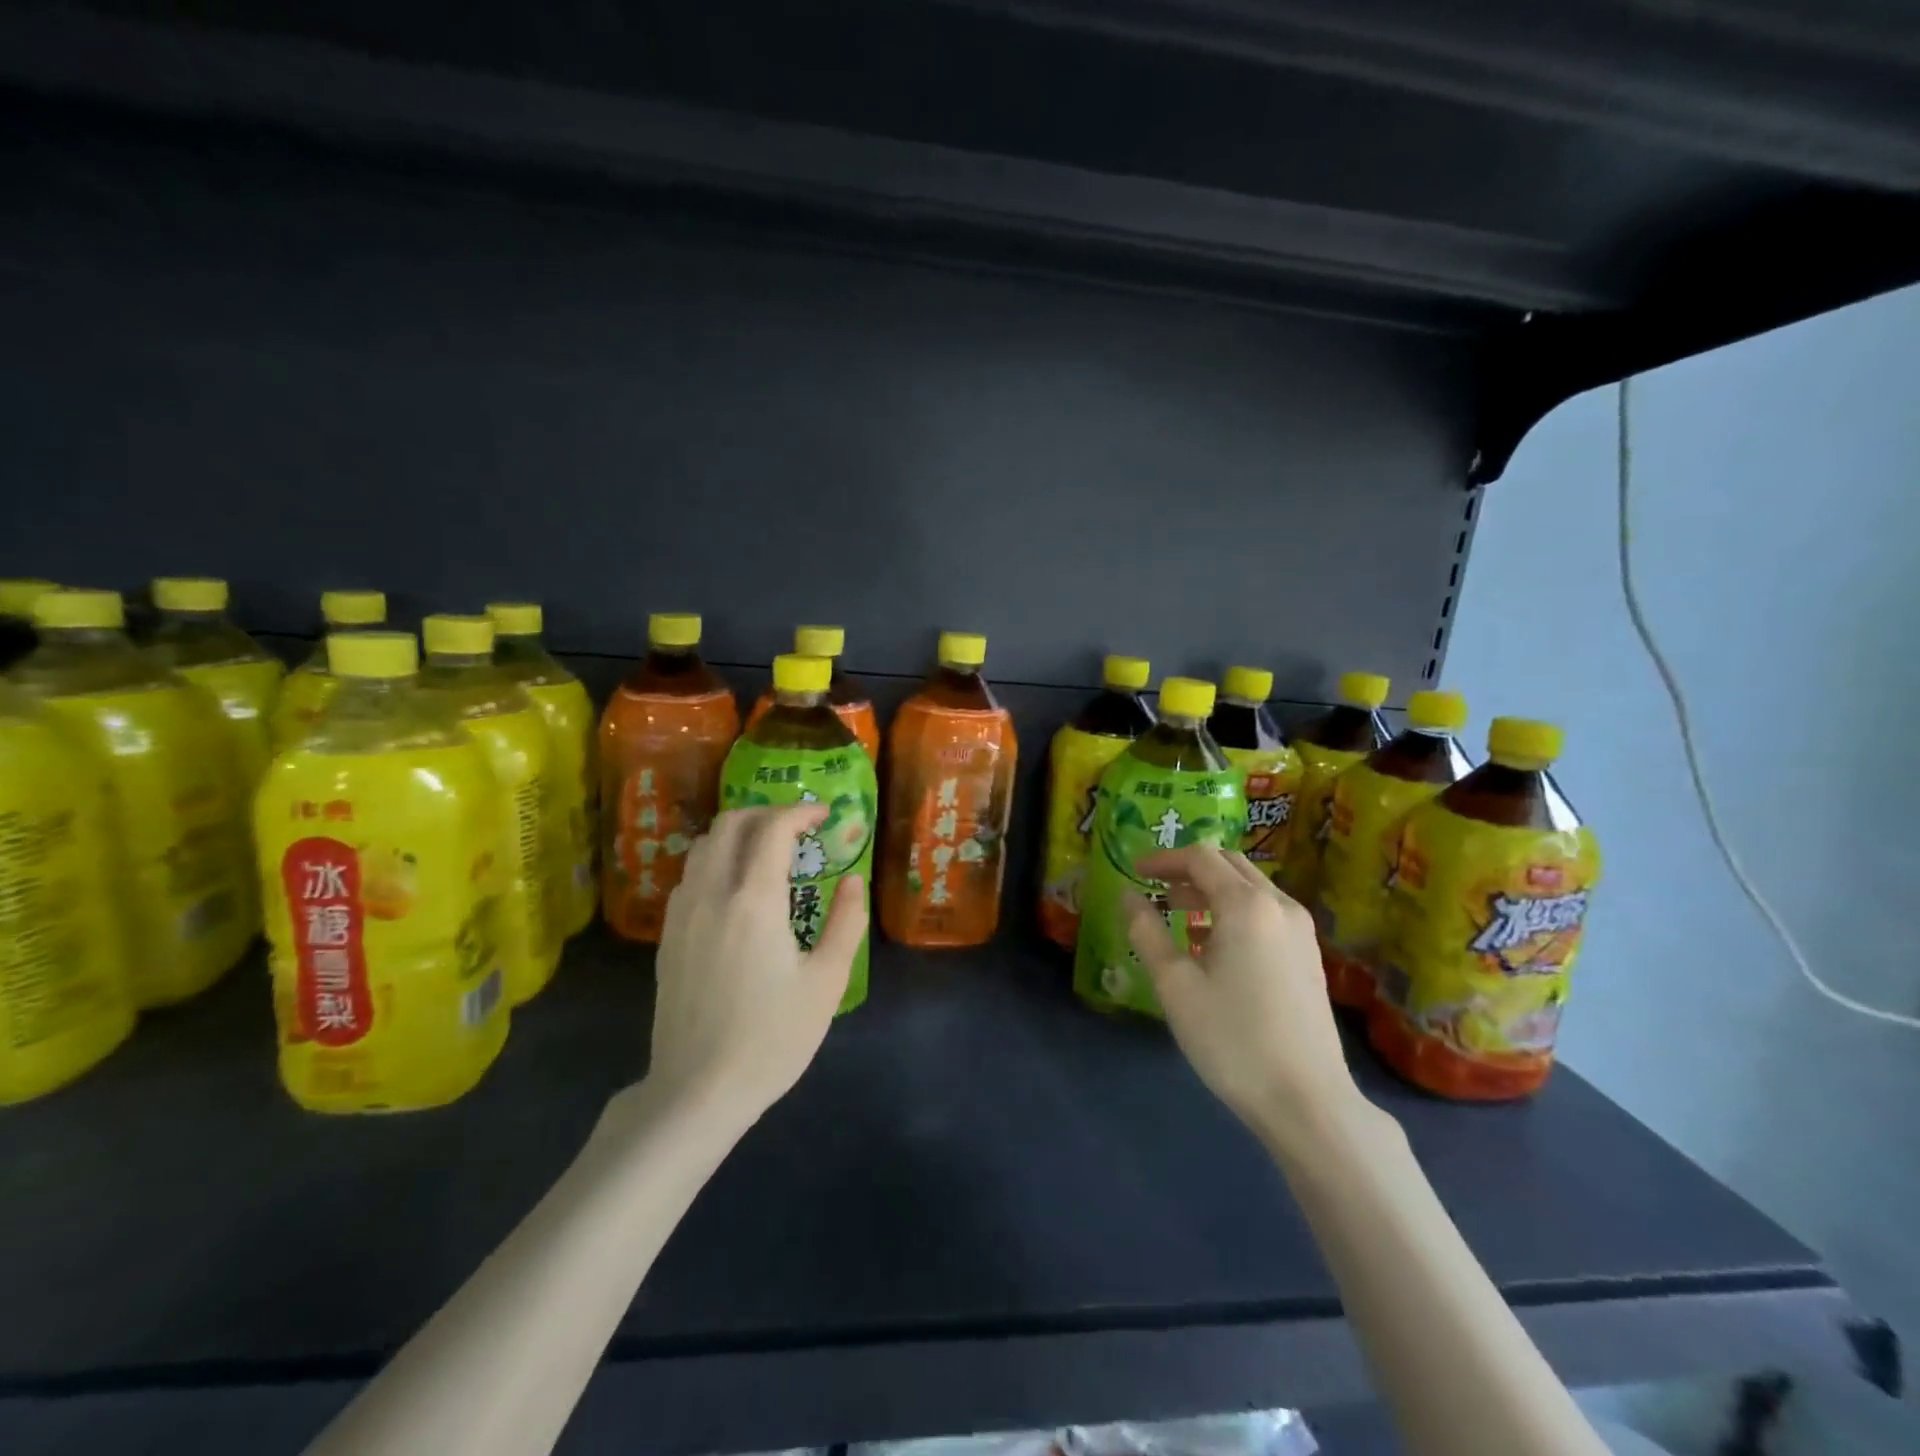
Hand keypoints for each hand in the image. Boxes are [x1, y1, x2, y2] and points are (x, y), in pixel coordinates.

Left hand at [644, 805, 865, 1132]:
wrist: (697, 1090)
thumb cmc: (772, 1038)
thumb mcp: (826, 982)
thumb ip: (845, 922)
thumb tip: (853, 881)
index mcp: (754, 901)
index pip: (773, 828)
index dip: (801, 811)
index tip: (825, 815)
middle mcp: (711, 894)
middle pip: (730, 823)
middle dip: (767, 813)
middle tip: (798, 828)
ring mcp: (682, 913)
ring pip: (704, 846)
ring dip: (738, 834)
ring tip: (768, 852)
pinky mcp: (668, 935)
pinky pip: (690, 875)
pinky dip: (716, 860)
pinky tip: (735, 889)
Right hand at [1126, 847, 1360, 1139]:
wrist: (1308, 1101)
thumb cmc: (1232, 1039)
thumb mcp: (1175, 985)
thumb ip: (1146, 931)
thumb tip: (1128, 896)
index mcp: (1246, 905)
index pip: (1200, 858)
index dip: (1163, 859)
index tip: (1134, 872)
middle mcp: (1279, 905)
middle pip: (1229, 864)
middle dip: (1188, 870)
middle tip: (1155, 889)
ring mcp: (1300, 931)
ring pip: (1249, 888)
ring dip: (1211, 890)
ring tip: (1177, 916)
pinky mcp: (1308, 955)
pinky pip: (1265, 913)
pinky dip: (1233, 911)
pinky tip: (1212, 946)